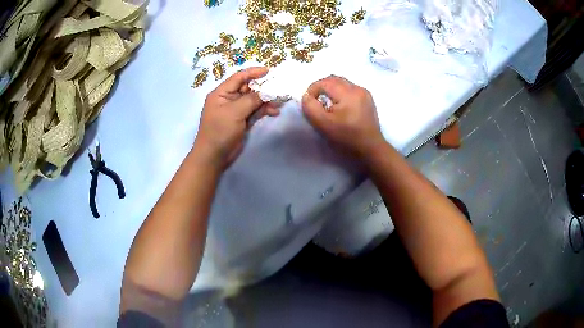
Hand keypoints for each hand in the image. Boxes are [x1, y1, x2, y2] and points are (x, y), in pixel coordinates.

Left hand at [194, 67, 279, 166]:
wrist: (214, 156)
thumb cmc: (220, 130)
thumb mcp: (235, 112)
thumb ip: (251, 99)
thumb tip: (267, 90)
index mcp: (221, 93)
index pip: (239, 77)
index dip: (253, 72)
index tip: (269, 71)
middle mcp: (228, 99)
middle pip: (248, 88)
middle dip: (263, 88)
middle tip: (279, 88)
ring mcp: (236, 110)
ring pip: (253, 100)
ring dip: (266, 100)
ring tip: (280, 102)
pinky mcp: (242, 120)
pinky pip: (255, 111)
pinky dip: (264, 110)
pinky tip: (274, 112)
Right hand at [301, 75, 384, 157]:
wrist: (370, 148)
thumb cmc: (346, 137)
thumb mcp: (323, 124)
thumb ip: (311, 107)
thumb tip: (306, 96)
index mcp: (348, 92)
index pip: (324, 82)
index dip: (312, 90)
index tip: (309, 103)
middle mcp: (357, 88)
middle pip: (334, 79)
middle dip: (321, 88)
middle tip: (316, 102)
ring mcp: (364, 93)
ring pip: (342, 83)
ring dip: (331, 90)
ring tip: (327, 104)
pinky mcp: (368, 100)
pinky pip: (350, 89)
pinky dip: (341, 94)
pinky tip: (340, 107)